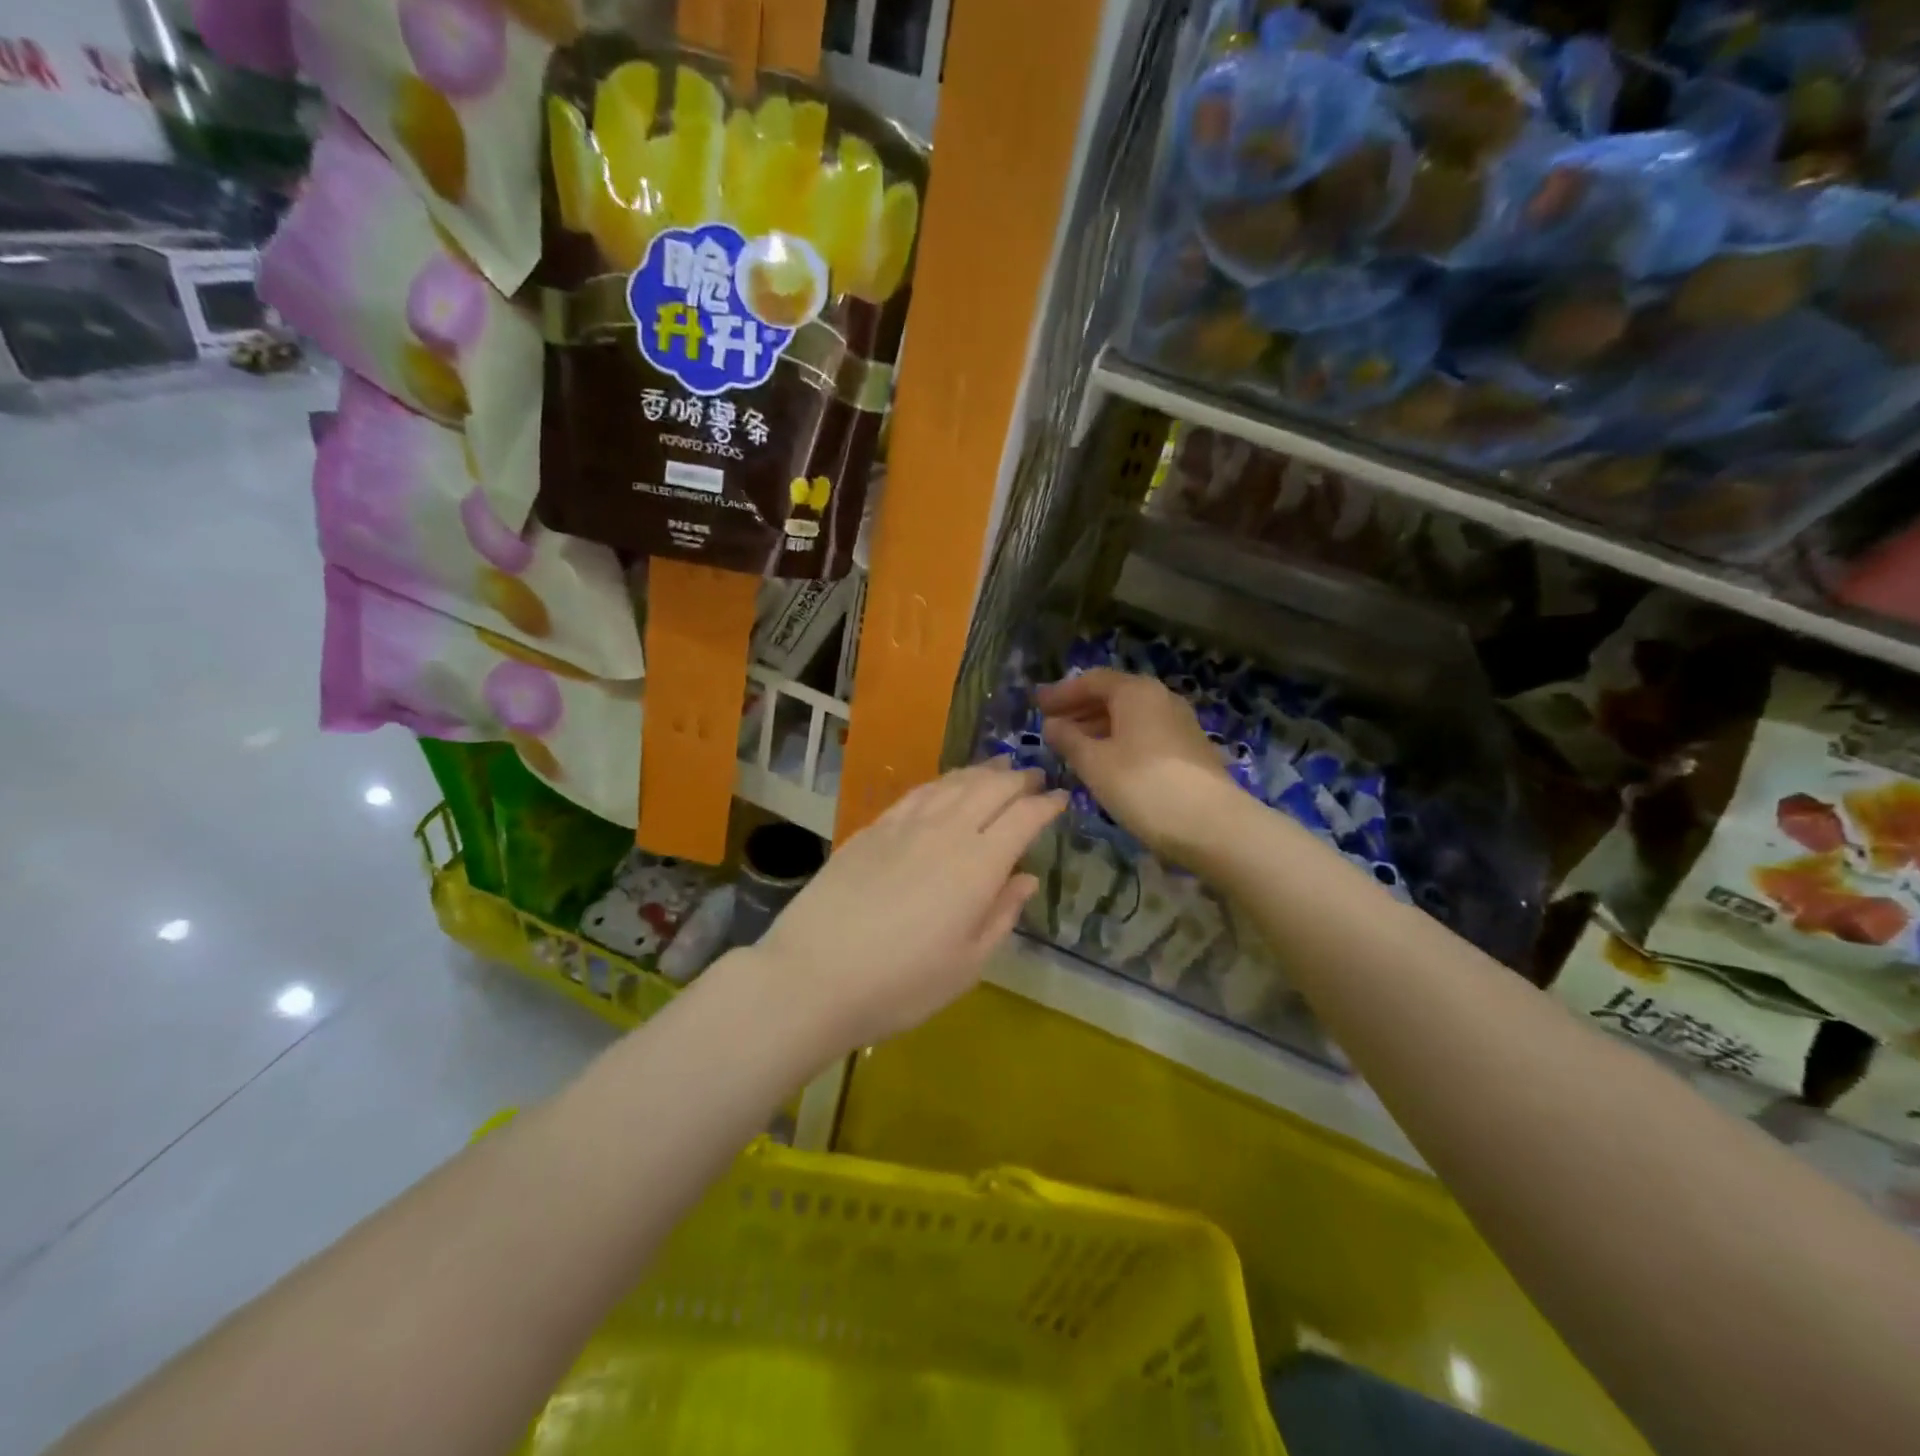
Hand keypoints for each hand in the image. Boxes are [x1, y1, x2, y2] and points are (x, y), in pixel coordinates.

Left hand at [756, 762, 1064, 1053]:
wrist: (815, 974)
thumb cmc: (901, 984)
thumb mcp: (967, 965)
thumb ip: (1001, 915)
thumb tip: (1025, 878)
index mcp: (978, 865)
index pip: (1023, 818)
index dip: (1047, 805)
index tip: (1062, 799)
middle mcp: (946, 832)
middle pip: (991, 788)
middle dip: (1019, 779)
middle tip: (1035, 778)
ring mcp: (905, 825)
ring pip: (954, 783)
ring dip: (983, 772)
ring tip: (999, 769)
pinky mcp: (873, 828)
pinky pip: (918, 792)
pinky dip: (943, 782)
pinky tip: (947, 785)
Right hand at [1036, 668, 1239, 866]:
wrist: (1212, 824)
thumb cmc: (1142, 785)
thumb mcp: (1094, 763)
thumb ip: (1069, 739)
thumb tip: (1052, 724)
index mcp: (1136, 692)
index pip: (1091, 680)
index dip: (1061, 693)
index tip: (1037, 706)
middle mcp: (1160, 698)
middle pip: (1113, 695)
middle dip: (1080, 709)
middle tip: (1051, 725)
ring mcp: (1179, 723)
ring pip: (1130, 716)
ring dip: (1099, 727)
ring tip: (1073, 747)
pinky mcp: (1189, 749)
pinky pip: (1145, 734)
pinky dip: (1120, 741)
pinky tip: (1106, 763)